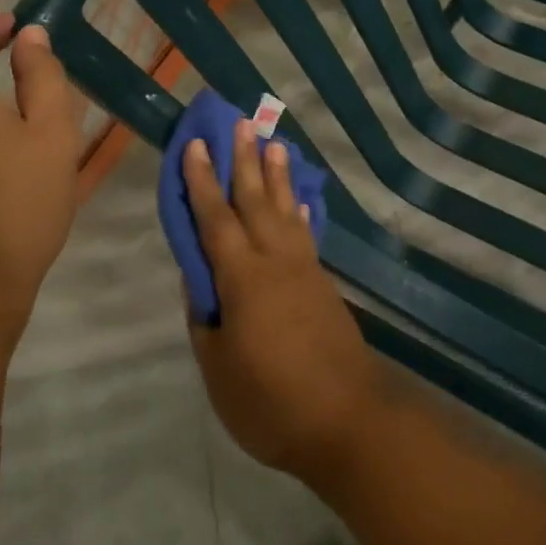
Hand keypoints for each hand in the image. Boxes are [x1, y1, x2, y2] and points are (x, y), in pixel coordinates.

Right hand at [183, 120, 380, 482]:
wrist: (348, 421)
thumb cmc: (272, 402)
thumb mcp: (219, 370)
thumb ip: (205, 320)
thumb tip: (198, 280)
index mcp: (242, 278)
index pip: (215, 219)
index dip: (202, 181)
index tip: (197, 144)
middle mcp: (275, 261)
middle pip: (255, 201)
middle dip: (245, 160)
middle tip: (242, 122)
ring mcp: (304, 270)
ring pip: (286, 210)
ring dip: (279, 176)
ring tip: (275, 145)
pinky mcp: (324, 284)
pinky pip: (307, 234)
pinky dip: (302, 213)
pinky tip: (303, 203)